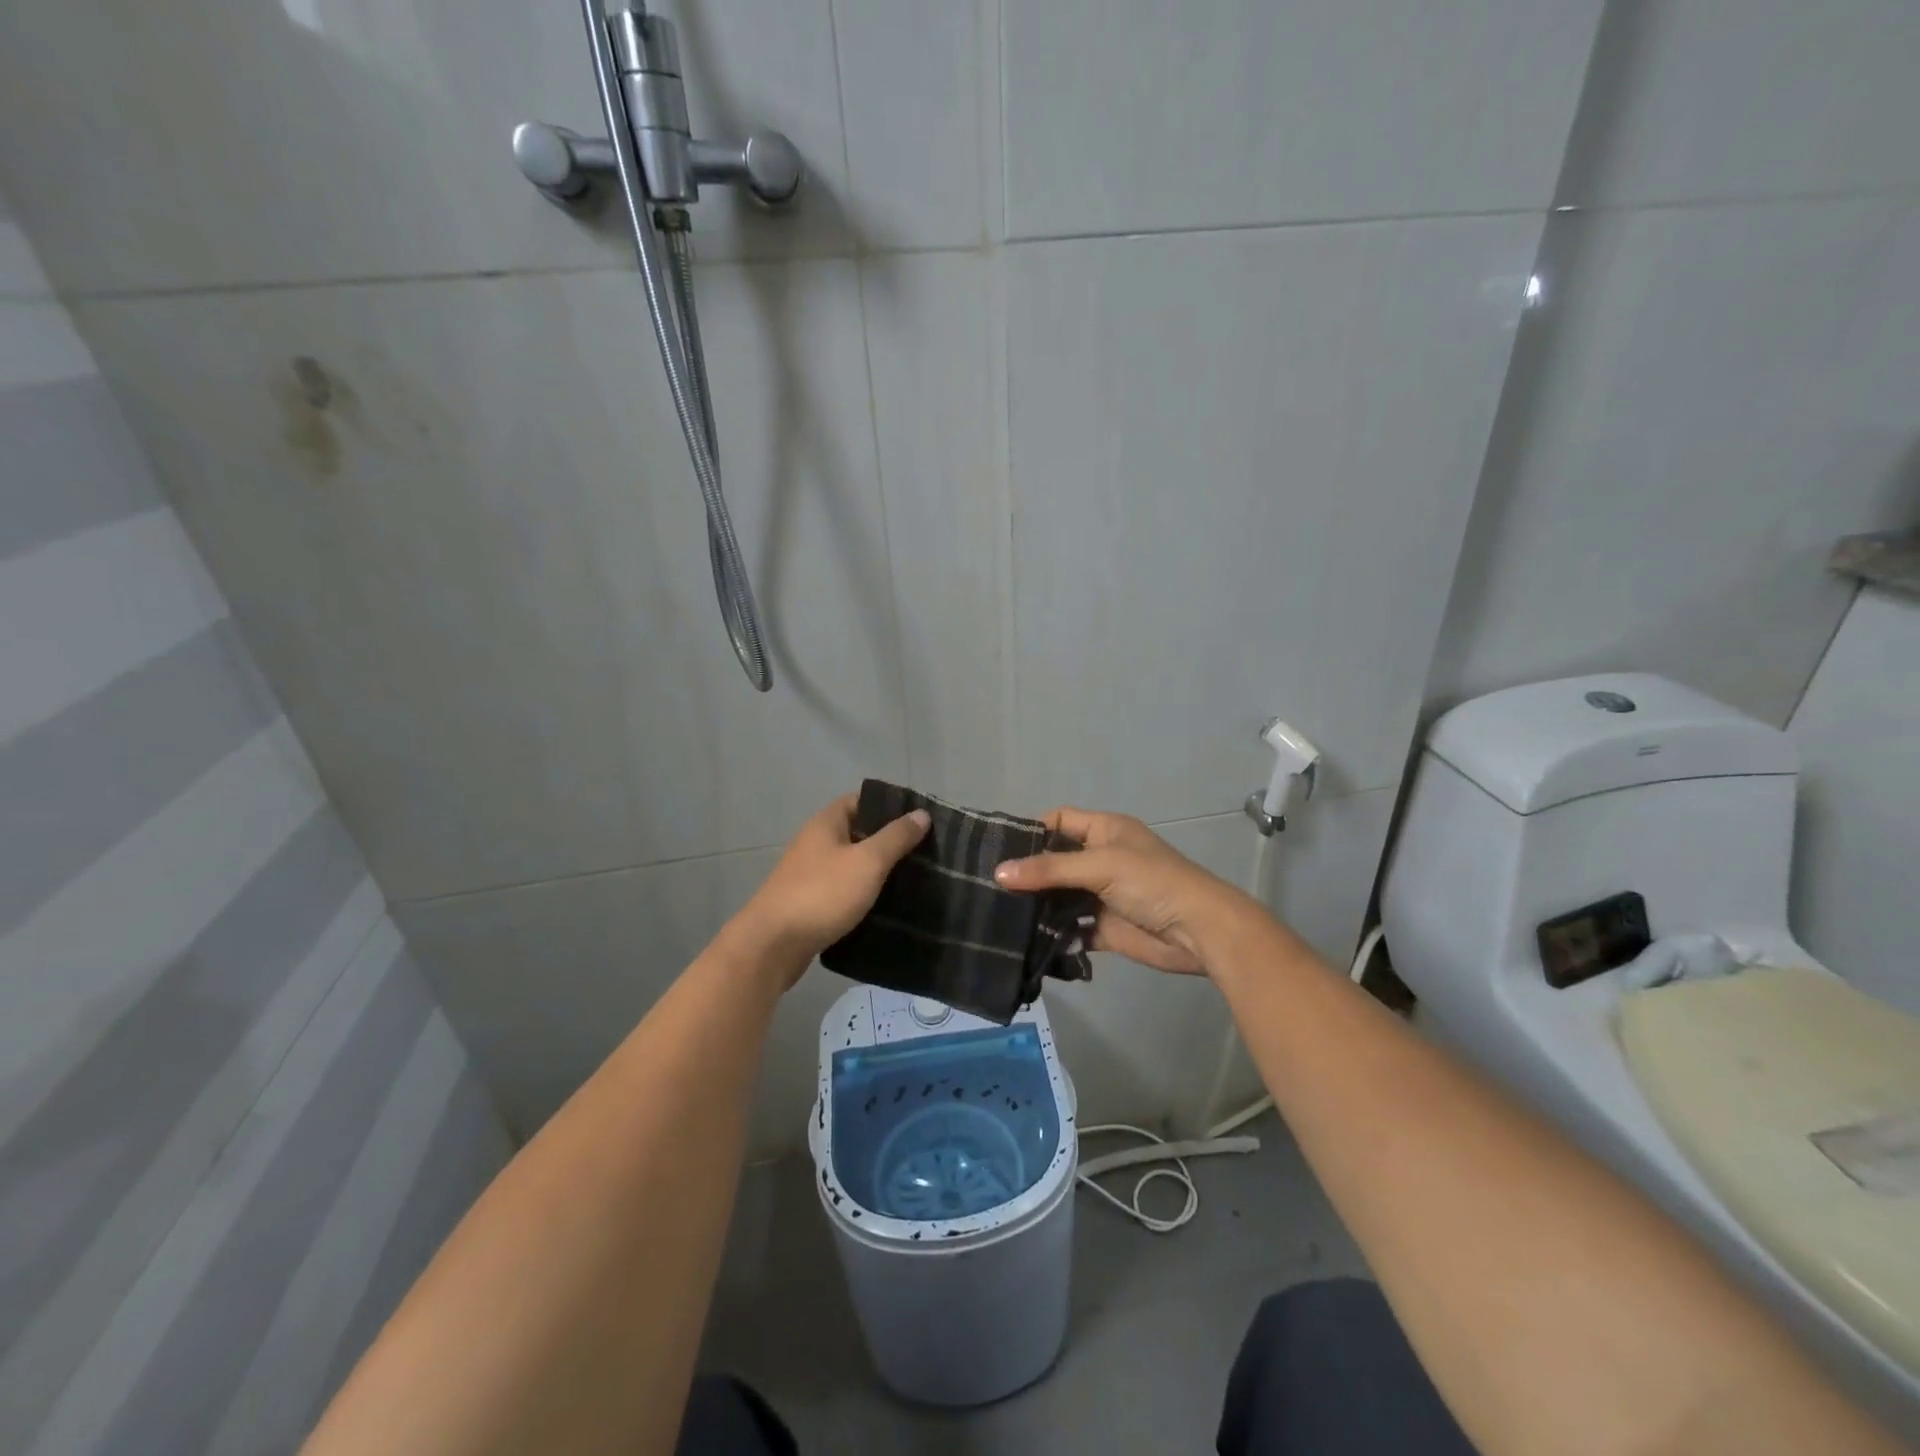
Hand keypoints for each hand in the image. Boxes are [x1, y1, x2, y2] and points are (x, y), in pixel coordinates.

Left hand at [725, 793, 929, 989]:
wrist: (772, 946)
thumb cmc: (822, 894)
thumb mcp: (867, 862)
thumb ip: (895, 837)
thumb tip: (921, 813)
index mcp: (826, 823)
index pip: (861, 800)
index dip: (890, 806)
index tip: (920, 819)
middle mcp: (815, 843)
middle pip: (858, 833)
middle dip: (889, 842)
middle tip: (925, 853)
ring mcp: (810, 874)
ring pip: (851, 865)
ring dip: (877, 871)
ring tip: (913, 880)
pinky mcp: (810, 904)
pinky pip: (843, 891)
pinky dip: (863, 895)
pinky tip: (886, 907)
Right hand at [994, 808, 1239, 974]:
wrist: (1199, 932)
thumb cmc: (1152, 882)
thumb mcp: (1100, 866)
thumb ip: (1049, 870)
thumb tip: (998, 873)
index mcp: (1105, 831)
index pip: (1060, 820)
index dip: (1033, 831)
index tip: (999, 850)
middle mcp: (1101, 859)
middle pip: (1055, 861)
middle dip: (1028, 873)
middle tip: (989, 887)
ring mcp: (1102, 895)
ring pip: (1060, 897)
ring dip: (1038, 906)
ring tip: (1000, 916)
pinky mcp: (1104, 927)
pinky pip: (1071, 928)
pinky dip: (1054, 934)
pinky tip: (1028, 940)